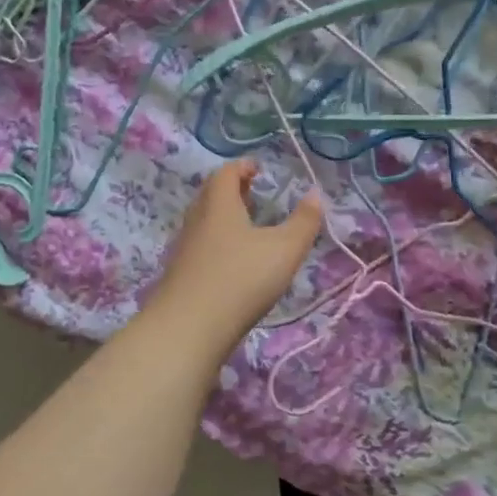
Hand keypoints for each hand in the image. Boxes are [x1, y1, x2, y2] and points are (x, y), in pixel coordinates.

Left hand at [147, 161, 322, 356]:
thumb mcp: (284, 249)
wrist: (188, 328)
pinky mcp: (180, 275)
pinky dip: (218, 243)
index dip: (242, 167)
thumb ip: (304, 221)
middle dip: (232, 190)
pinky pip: (200, 246)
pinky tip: (233, 263)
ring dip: (224, 217)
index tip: (258, 168)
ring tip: (248, 227)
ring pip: (204, 221)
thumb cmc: (240, 279)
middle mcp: (197, 220)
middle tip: (254, 193)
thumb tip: (316, 193)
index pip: (226, 173)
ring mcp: (185, 249)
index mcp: (219, 205)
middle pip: (211, 195)